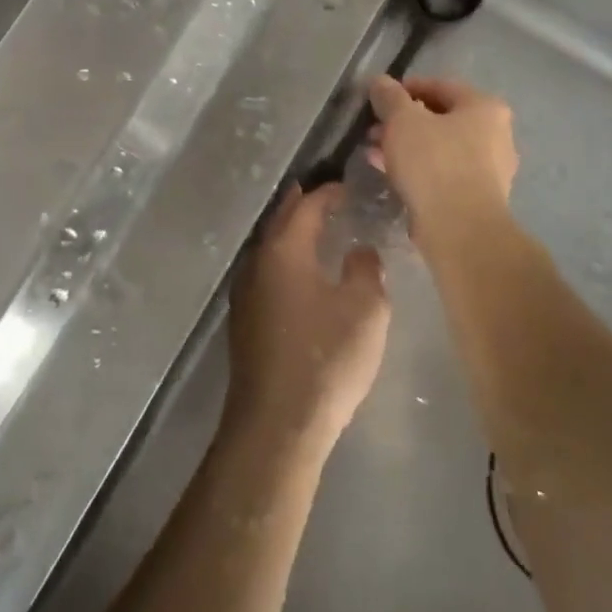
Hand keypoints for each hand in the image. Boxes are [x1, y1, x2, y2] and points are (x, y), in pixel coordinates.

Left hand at [226, 183, 389, 452]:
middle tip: (328, 197)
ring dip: (292, 234)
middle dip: (303, 205)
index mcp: (284, 250)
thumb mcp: (365, 311)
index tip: (349, 187)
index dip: (329, 193)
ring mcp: (246, 292)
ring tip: (317, 231)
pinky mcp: (245, 320)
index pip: (307, 206)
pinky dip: (286, 262)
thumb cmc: (325, 359)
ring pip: (271, 248)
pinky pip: (268, 273)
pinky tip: (302, 276)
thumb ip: (367, 270)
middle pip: (281, 221)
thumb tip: (360, 251)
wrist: (276, 424)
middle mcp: (258, 262)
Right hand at [367, 75, 518, 245]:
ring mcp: (491, 168)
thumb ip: (390, 97)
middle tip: (373, 129)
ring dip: (406, 146)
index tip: (378, 98)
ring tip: (374, 152)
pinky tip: (390, 173)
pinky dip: (418, 168)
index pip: (440, 86)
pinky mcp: (478, 197)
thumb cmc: (434, 162)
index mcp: (485, 107)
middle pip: (441, 118)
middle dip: (403, 122)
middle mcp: (496, 134)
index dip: (405, 88)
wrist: (460, 229)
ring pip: (440, 147)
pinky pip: (443, 172)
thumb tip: (380, 82)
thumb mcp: (403, 121)